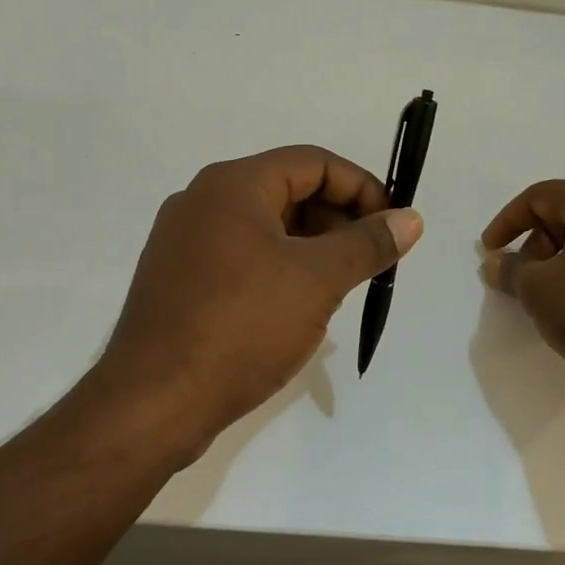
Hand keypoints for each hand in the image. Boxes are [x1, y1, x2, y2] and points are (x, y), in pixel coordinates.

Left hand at [96, 146, 422, 457]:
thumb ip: (367, 243)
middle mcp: (203, 201)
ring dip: (311, 246)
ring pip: (265, 227)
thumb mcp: (317, 280)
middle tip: (369, 260)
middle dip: (338, 219)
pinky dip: (279, 268)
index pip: (313, 162)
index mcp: (232, 185)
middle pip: (287, 190)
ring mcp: (184, 242)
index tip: (392, 226)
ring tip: (339, 286)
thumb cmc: (242, 326)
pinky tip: (297, 305)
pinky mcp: (179, 279)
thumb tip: (410, 219)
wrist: (155, 401)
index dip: (362, 187)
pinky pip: (241, 257)